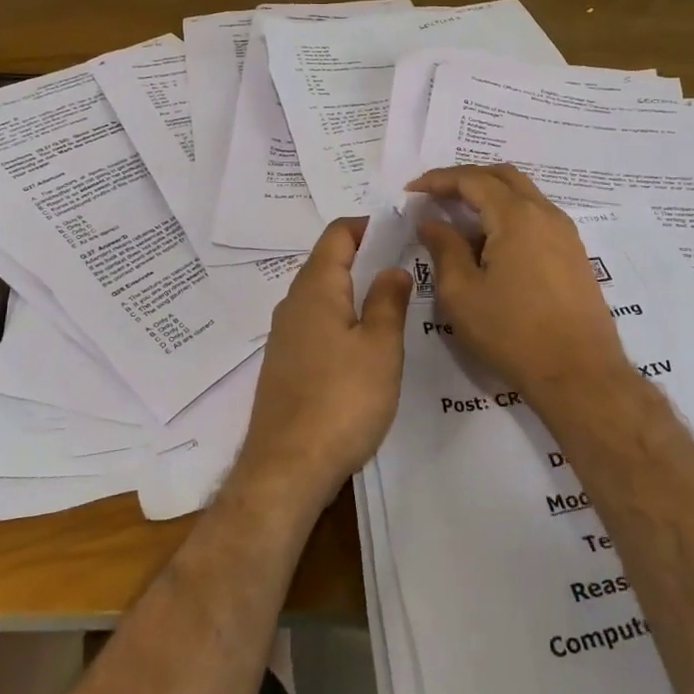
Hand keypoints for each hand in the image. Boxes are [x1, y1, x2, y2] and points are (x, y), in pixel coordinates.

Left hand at [231, 217, 411, 515]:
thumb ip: (387, 301)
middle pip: (328, 262)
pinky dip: (343, 319)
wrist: (286, 469)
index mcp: (316, 288)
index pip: (338, 234)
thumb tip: (392, 268)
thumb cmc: (341, 400)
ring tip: (393, 303)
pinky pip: (317, 324)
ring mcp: (285, 336)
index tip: (402, 229)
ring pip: (323, 295)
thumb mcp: (379, 347)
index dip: (368, 225)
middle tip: (407, 265)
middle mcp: (293, 303)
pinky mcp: (285, 365)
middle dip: (366, 257)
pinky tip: (366, 345)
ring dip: (355, 290)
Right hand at [407, 164, 629, 411]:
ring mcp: (565, 233)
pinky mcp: (574, 254)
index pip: (472, 179)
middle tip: (436, 194)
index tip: (412, 190)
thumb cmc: (512, 333)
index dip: (439, 180)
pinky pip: (536, 217)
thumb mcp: (462, 293)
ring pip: (523, 194)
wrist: (580, 375)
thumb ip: (444, 248)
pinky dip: (509, 215)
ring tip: (460, 218)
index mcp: (516, 216)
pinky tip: (491, 243)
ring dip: (490, 196)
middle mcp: (545, 213)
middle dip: (466, 178)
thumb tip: (431, 222)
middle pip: (503, 176)